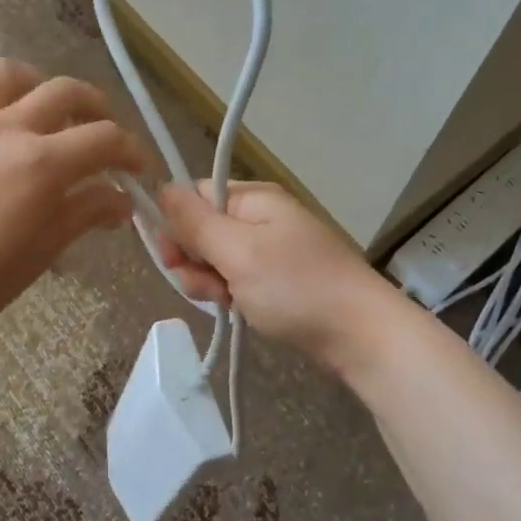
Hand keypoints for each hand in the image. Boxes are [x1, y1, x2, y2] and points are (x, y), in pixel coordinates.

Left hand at [0, 59, 145, 343]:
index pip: (105, 139)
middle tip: (101, 132)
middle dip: (96, 108)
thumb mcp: (42, 252)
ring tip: (41, 109)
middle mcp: (6, 128)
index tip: (139, 169)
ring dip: (36, 85)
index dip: (132, 151)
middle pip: (66, 92)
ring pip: (8, 74)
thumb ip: (85, 213)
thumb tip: (122, 200)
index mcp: (42, 164)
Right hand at [155, 181, 395, 368]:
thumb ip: (195, 222)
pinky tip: (237, 309)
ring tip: (228, 301)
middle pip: (201, 230)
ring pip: (215, 260)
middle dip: (193, 260)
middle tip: (209, 286)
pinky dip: (230, 294)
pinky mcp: (276, 279)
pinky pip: (237, 279)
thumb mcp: (237, 252)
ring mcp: (270, 250)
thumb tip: (162, 187)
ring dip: (209, 282)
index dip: (175, 225)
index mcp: (252, 199)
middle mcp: (260, 217)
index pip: (194, 196)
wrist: (359, 334)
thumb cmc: (295, 287)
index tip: (173, 257)